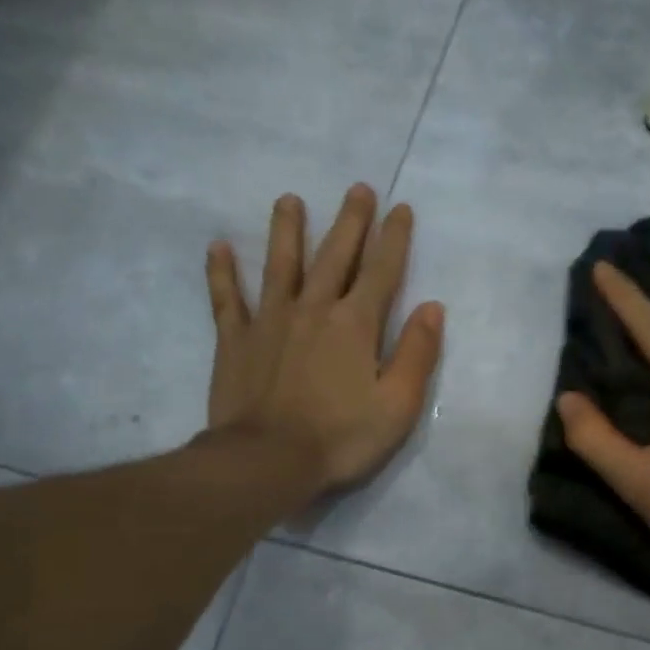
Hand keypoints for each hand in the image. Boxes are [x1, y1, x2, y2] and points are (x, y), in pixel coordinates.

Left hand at [204, 184, 443, 491]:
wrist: (267, 461)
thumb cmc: (341, 437)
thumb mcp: (398, 404)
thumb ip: (417, 353)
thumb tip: (431, 307)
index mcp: (355, 324)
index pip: (381, 271)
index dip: (394, 238)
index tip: (401, 208)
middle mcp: (313, 309)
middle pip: (334, 256)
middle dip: (350, 221)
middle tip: (357, 188)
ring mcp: (269, 321)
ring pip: (280, 264)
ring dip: (286, 230)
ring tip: (289, 199)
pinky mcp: (235, 341)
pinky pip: (226, 299)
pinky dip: (222, 272)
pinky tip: (218, 247)